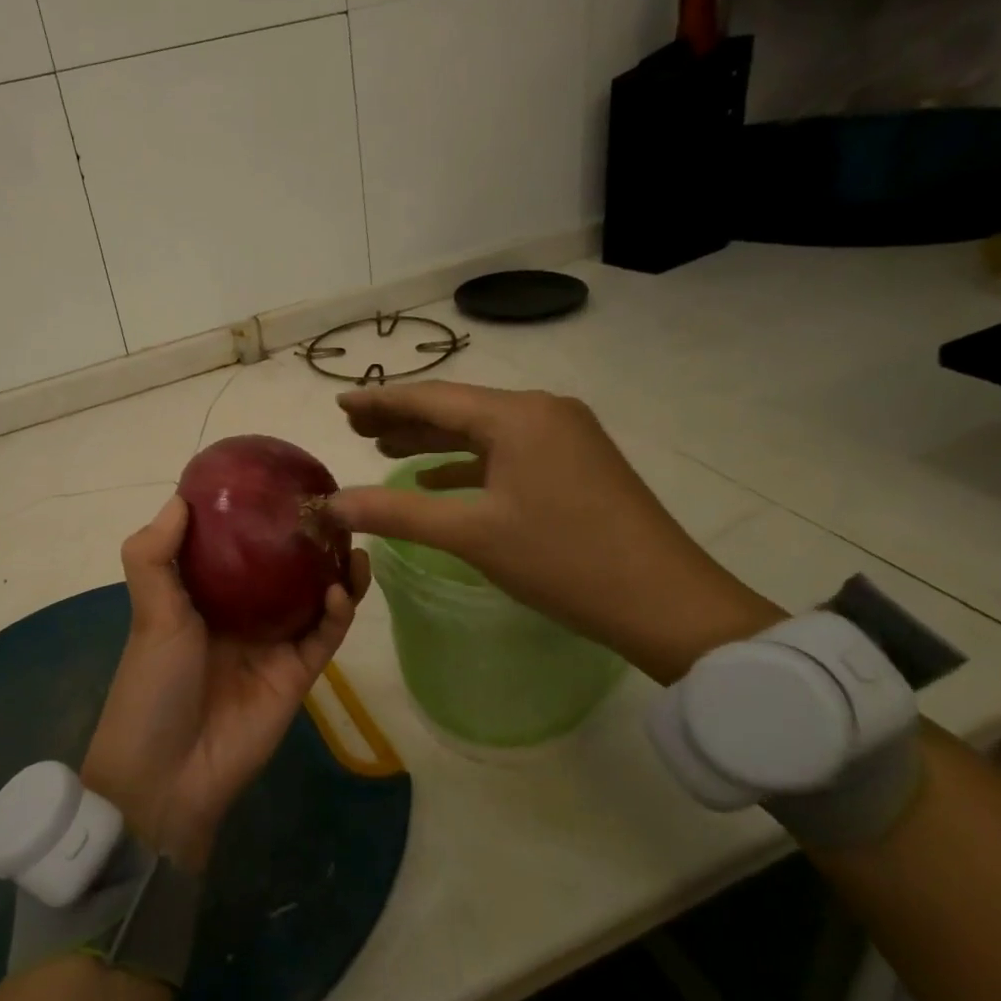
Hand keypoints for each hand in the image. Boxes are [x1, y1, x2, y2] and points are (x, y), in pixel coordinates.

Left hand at [82, 496, 369, 872]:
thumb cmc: (154, 683)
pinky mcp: (297, 673)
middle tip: (331, 512)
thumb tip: (180, 498)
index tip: (277, 484)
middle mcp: (241, 614)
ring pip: (313, 599)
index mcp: (203, 596)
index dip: (254, 518)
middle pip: (282, 570)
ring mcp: (272, 644)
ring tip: (352, 543)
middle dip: (306, 542)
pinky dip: (338, 612)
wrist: (168, 774)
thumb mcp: (149, 611)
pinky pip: (325, 636)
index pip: (235, 547)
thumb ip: (155, 555)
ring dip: (334, 572)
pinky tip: (342, 586)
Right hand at [327, 381, 782, 681]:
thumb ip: (396, 513)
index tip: (340, 403)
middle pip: (457, 408)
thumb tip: (332, 504)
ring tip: (383, 446)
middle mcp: (542, 411)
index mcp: (517, 416)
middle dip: (403, 417)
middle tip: (354, 426)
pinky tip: (436, 478)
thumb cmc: (564, 561)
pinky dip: (468, 462)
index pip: (431, 398)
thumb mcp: (472, 535)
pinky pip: (508, 451)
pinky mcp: (576, 462)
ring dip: (434, 439)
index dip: (380, 401)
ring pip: (482, 430)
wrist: (668, 603)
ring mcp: (565, 435)